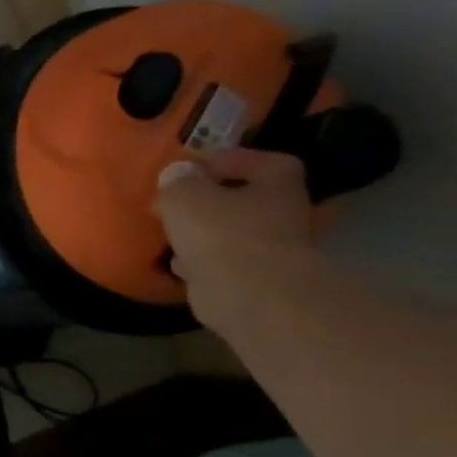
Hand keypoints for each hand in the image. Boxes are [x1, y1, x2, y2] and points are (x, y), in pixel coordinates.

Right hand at [155, 148, 315, 328]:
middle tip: (178, 202)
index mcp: (278, 187)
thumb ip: (178, 181)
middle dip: (212, 201)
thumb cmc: (222, 234)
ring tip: (172, 232)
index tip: (197, 167)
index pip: (266, 162)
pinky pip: (225, 264)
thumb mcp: (186, 196)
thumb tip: (177, 173)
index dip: (233, 160)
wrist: (249, 296)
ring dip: (205, 233)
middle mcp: (284, 216)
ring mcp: (273, 253)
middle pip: (247, 201)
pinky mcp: (255, 283)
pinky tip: (179, 264)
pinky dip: (203, 262)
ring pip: (234, 234)